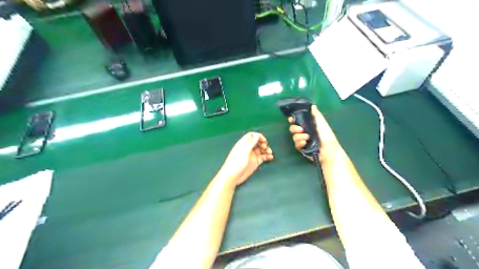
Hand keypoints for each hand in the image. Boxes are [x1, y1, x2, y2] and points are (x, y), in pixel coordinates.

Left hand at [219, 131, 272, 185]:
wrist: (233, 176)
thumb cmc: (237, 162)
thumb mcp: (244, 151)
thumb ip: (251, 143)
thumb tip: (257, 135)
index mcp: (244, 143)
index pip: (252, 136)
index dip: (258, 136)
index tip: (264, 140)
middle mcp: (248, 148)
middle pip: (258, 142)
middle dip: (263, 143)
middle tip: (265, 147)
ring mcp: (252, 155)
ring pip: (261, 149)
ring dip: (266, 150)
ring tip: (269, 153)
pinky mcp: (255, 162)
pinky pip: (263, 157)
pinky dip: (267, 156)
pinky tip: (270, 157)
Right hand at [288, 105, 335, 158]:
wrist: (328, 148)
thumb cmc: (325, 134)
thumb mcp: (321, 122)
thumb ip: (316, 114)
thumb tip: (312, 105)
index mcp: (308, 125)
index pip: (296, 121)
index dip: (292, 120)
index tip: (291, 119)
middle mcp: (304, 132)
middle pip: (292, 129)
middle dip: (295, 128)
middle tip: (301, 129)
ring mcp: (302, 140)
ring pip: (294, 137)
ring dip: (299, 136)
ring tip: (307, 138)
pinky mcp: (302, 148)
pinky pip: (296, 144)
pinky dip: (300, 143)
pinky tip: (305, 143)